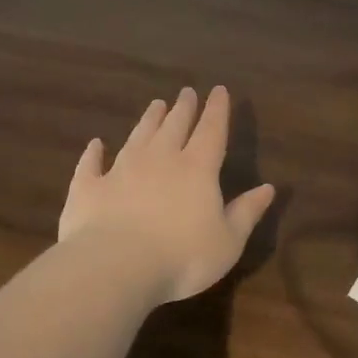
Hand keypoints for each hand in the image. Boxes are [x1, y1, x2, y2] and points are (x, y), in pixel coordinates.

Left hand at [59, 86, 276, 306]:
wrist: (114, 267)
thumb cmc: (182, 258)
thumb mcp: (228, 241)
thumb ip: (247, 212)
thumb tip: (269, 187)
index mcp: (197, 169)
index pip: (211, 130)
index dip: (217, 110)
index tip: (219, 90)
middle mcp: (160, 160)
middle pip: (174, 126)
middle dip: (183, 108)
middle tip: (186, 92)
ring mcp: (121, 171)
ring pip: (138, 136)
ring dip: (148, 120)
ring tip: (155, 104)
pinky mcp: (89, 189)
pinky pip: (91, 164)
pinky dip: (94, 152)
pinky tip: (96, 144)